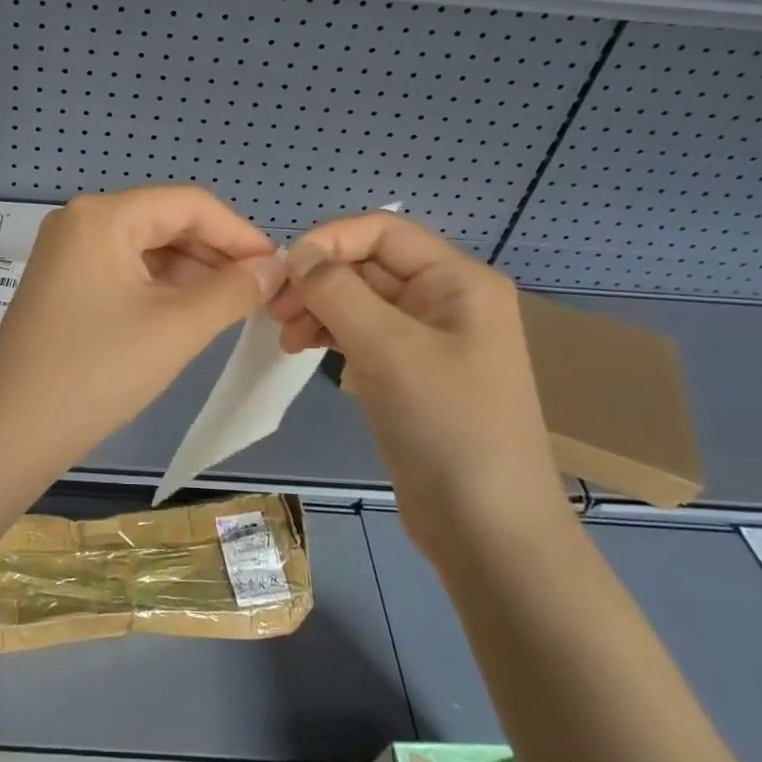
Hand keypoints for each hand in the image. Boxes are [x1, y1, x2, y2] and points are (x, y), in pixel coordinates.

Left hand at [0, 187, 283, 462]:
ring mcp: (67, 252)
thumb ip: (233, 291)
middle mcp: (81, 221)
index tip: (278, 269)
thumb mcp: (176, 328)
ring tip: (234, 306)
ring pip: (147, 248)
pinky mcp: (64, 283)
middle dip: (216, 255)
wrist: (10, 432)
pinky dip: (161, 288)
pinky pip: (124, 271)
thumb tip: (275, 268)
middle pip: (166, 222)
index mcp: (103, 215)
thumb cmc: (97, 372)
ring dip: (192, 273)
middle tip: (261, 293)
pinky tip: (192, 313)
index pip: (189, 204)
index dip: (239, 234)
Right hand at [268, 212, 566, 547]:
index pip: (381, 230)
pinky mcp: (410, 371)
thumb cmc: (447, 427)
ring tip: (284, 336)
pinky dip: (329, 333)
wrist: (487, 530)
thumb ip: (338, 291)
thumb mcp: (389, 350)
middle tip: (273, 311)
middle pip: (367, 264)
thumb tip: (298, 253)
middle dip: (317, 279)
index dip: (328, 241)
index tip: (283, 273)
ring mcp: (427, 337)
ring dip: (317, 307)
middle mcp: (445, 299)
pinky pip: (362, 333)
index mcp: (457, 280)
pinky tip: (303, 348)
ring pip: (359, 299)